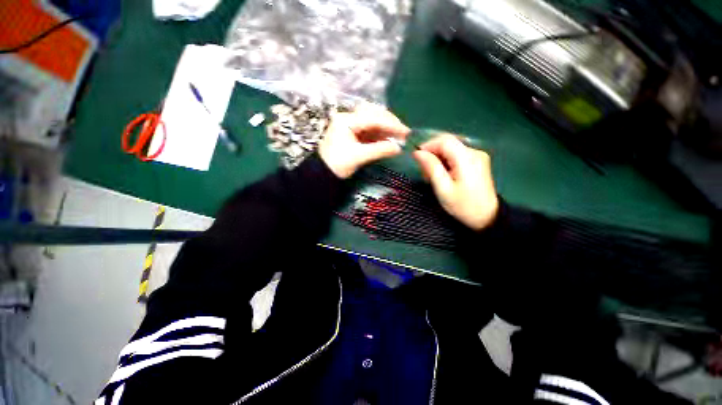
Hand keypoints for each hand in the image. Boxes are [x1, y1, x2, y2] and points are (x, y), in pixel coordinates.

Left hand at [319, 104, 409, 178]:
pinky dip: (380, 135)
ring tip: (398, 136)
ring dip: (386, 128)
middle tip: (403, 132)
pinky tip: (388, 139)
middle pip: (373, 114)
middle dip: (389, 123)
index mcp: (346, 121)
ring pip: (372, 122)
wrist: (323, 173)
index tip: (405, 132)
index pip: (373, 118)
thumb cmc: (338, 164)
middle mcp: (348, 119)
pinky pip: (369, 131)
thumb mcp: (359, 157)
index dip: (391, 124)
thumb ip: (379, 150)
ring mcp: (351, 126)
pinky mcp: (353, 134)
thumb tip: (399, 148)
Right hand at [413, 134, 498, 230]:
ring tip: (432, 176)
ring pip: (451, 149)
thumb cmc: (462, 205)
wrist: (486, 217)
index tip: (417, 158)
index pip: (444, 140)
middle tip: (424, 172)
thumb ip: (431, 167)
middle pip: (448, 143)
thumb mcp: (443, 188)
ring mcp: (477, 156)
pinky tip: (443, 175)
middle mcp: (474, 152)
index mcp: (467, 158)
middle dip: (432, 154)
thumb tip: (418, 153)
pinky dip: (446, 162)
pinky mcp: (477, 162)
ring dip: (438, 159)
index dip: (428, 145)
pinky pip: (457, 155)